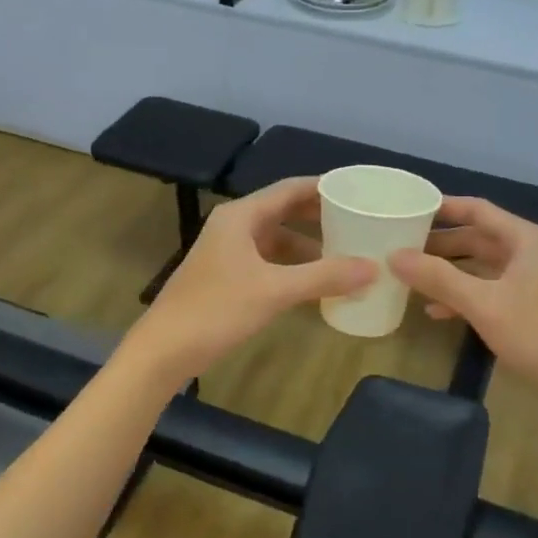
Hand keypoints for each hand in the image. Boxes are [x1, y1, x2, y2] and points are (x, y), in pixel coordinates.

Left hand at [124, 177, 377, 381]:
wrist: (164, 350)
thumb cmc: (217, 310)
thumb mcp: (275, 291)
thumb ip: (324, 277)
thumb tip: (373, 267)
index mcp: (241, 216)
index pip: (290, 189)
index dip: (324, 188)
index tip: (358, 191)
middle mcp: (234, 226)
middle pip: (284, 212)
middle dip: (320, 217)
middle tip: (359, 221)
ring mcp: (228, 253)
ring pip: (277, 240)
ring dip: (309, 246)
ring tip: (345, 254)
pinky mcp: (227, 277)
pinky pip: (268, 262)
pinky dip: (293, 268)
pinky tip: (316, 284)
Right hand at [390, 197, 537, 408]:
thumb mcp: (484, 304)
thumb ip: (438, 278)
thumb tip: (394, 256)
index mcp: (525, 239)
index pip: (477, 210)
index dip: (442, 208)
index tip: (408, 210)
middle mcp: (530, 252)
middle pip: (477, 238)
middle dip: (439, 244)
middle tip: (399, 248)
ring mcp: (532, 280)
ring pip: (481, 267)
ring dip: (448, 272)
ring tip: (410, 277)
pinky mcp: (531, 306)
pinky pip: (490, 290)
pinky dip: (464, 296)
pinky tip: (436, 311)